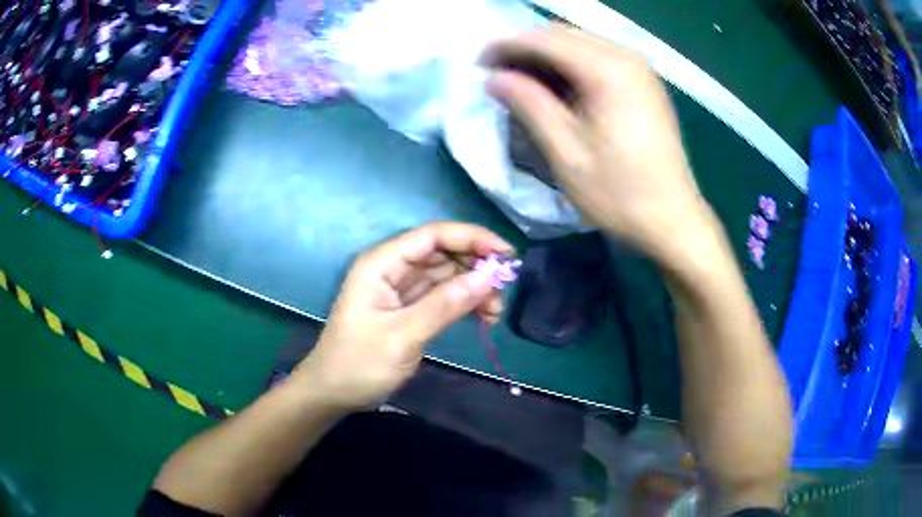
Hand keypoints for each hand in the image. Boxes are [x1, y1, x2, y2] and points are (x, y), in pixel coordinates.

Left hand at [292, 222, 513, 409]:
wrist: (333, 393)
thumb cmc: (358, 363)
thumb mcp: (402, 336)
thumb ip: (444, 305)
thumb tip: (488, 278)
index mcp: (382, 263)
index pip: (432, 236)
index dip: (472, 238)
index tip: (506, 255)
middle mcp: (392, 269)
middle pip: (442, 252)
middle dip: (476, 266)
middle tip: (504, 289)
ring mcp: (401, 289)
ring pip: (446, 275)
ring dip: (474, 287)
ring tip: (495, 311)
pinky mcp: (409, 309)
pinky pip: (443, 296)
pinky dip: (464, 303)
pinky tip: (483, 317)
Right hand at [483, 24, 715, 259]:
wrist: (673, 220)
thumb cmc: (619, 194)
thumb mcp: (566, 153)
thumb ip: (529, 105)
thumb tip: (494, 78)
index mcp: (608, 71)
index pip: (546, 40)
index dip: (507, 46)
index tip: (479, 63)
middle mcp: (627, 58)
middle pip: (563, 34)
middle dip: (526, 48)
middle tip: (498, 73)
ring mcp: (640, 68)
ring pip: (581, 43)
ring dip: (547, 55)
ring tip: (522, 80)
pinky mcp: (645, 83)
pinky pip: (599, 57)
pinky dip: (572, 64)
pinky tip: (557, 86)